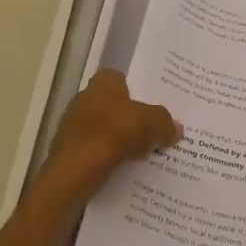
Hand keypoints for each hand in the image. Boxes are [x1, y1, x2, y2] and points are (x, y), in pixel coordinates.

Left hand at [43, 69, 181, 196]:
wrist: (78, 167)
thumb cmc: (116, 133)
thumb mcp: (153, 124)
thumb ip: (165, 122)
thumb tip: (176, 128)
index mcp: (103, 82)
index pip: (121, 78)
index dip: (137, 90)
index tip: (152, 104)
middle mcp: (85, 97)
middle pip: (113, 104)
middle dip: (130, 116)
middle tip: (152, 129)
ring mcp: (73, 123)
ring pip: (104, 128)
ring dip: (119, 138)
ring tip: (142, 151)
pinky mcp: (69, 148)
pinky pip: (96, 148)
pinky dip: (107, 155)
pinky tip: (123, 166)